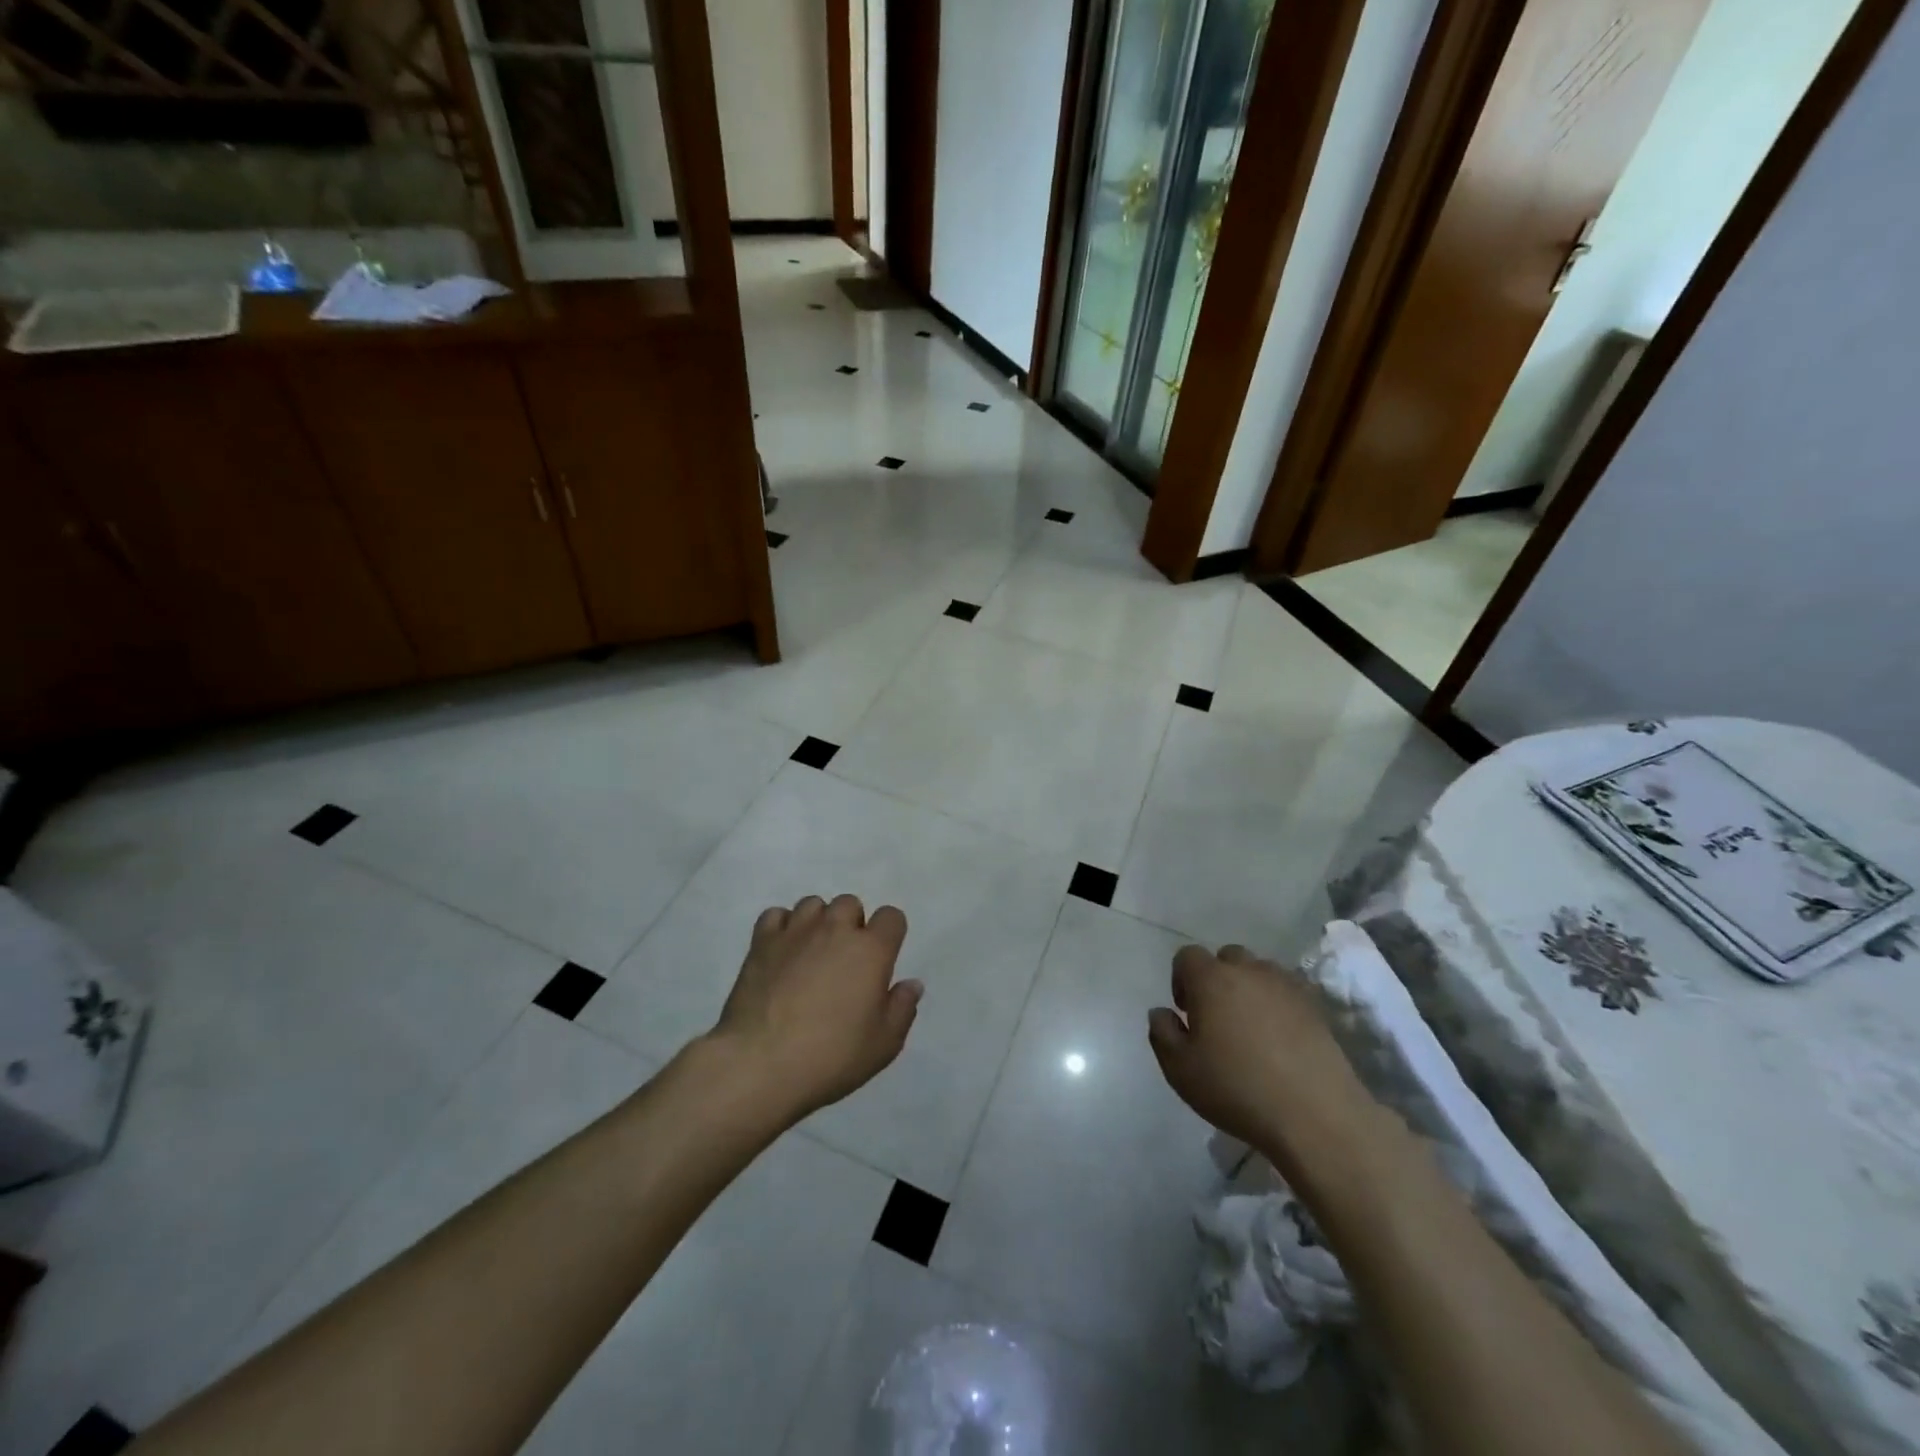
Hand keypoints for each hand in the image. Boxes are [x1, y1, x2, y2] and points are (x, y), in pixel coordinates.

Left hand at [711, 894, 921, 1121]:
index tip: (881, 960)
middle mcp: (835, 929)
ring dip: (818, 922)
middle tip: (844, 961)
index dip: (890, 934)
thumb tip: (911, 984)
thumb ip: (902, 1009)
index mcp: (871, 950)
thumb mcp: (883, 1045)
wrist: (760, 1063)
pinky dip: (782, 927)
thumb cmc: (831, 1056)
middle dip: (851, 925)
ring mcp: (796, 931)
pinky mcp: (762, 941)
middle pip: (850, 903)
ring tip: (811, 953)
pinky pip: (776, 915)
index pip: (891, 917)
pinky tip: (782, 952)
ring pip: (813, 904)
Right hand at [1148, 944, 1374, 1178]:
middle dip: (1217, 979)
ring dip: (1249, 989)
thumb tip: (1161, 1012)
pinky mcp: (1316, 1008)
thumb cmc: (1237, 1088)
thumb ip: (1162, 1033)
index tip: (1186, 1013)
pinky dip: (1278, 1005)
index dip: (1181, 979)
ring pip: (1260, 972)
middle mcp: (1248, 971)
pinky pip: (1287, 992)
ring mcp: (1286, 986)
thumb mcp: (1180, 1069)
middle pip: (1227, 957)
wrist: (1316, 1115)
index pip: (1187, 956)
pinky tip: (1279, 1039)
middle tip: (1217, 1018)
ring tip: (1251, 1028)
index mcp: (1211, 979)